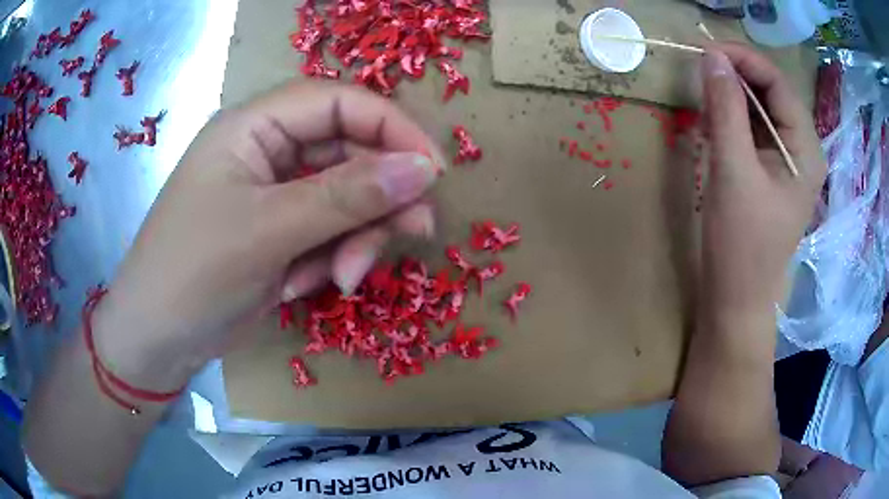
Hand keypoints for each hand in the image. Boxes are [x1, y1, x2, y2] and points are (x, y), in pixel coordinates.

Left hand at [93, 83, 444, 389]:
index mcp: (254, 127)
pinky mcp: (281, 233)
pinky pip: (329, 232)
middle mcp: (268, 151)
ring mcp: (275, 195)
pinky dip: (330, 260)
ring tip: (342, 278)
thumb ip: (347, 196)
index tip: (434, 170)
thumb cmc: (193, 274)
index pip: (339, 103)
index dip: (392, 128)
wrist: (158, 341)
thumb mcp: (269, 231)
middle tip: (414, 233)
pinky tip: (302, 287)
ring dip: (355, 238)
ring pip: (346, 198)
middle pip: (349, 152)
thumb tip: (425, 169)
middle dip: (379, 197)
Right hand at [699, 44, 826, 322]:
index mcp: (805, 148)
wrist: (736, 298)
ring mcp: (787, 161)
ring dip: (732, 97)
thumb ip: (724, 109)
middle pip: (771, 93)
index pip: (777, 83)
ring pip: (760, 109)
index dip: (743, 59)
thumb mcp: (732, 171)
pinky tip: (714, 125)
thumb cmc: (740, 243)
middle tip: (701, 72)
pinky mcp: (771, 171)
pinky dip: (732, 118)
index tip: (705, 50)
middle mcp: (802, 149)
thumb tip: (711, 57)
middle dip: (736, 76)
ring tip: (704, 100)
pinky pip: (754, 130)